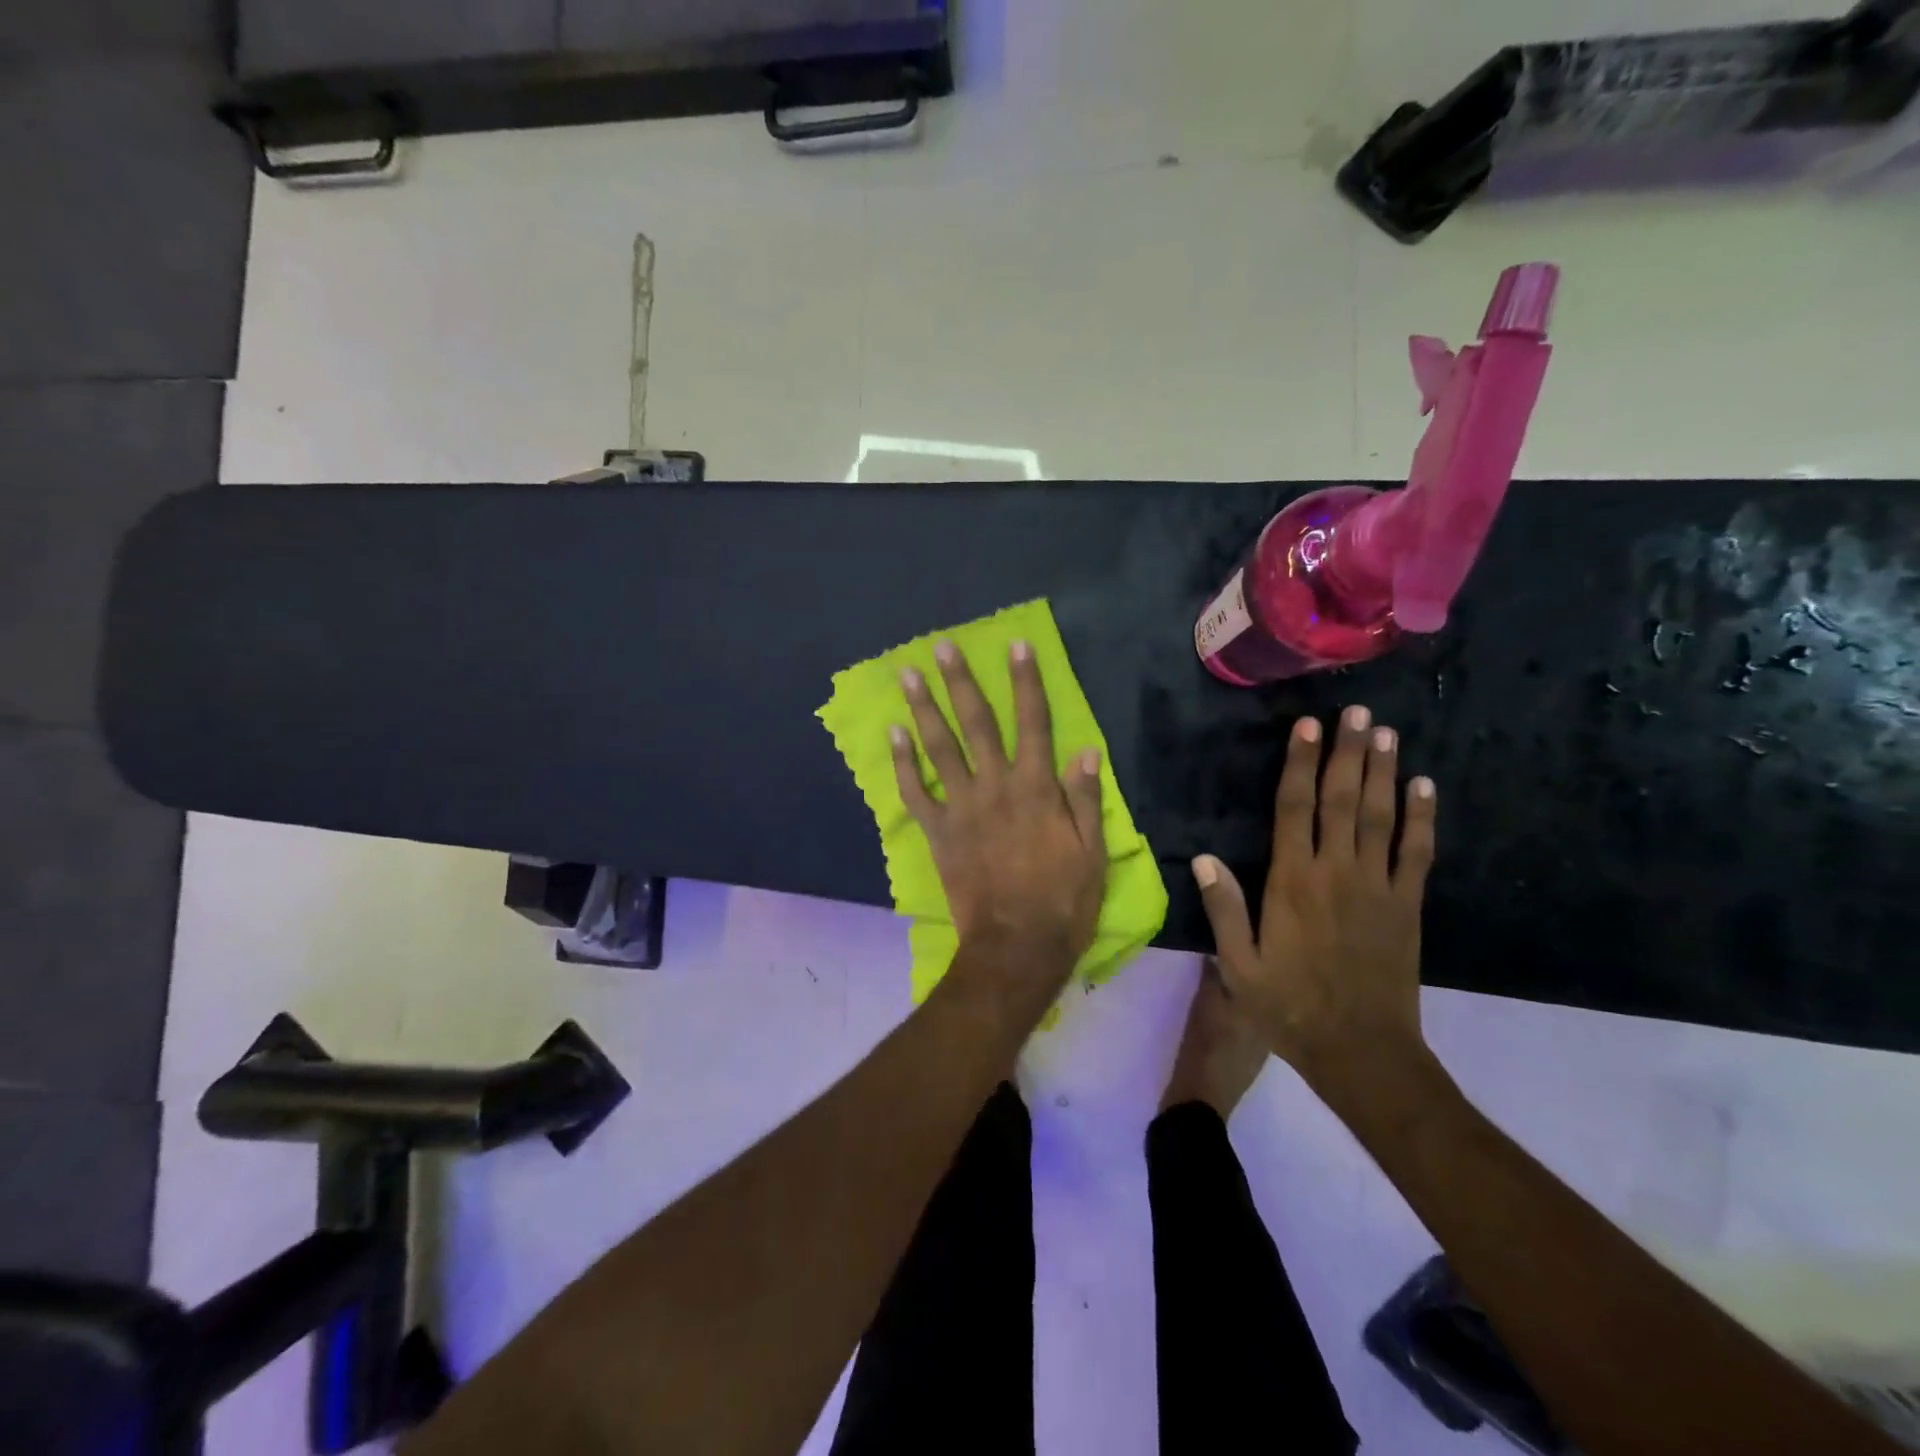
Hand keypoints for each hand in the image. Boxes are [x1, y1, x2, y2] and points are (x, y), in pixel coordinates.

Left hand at [893, 640, 1107, 983]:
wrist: (1016, 946)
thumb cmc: (1063, 901)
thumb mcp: (1091, 852)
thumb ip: (1086, 799)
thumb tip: (1087, 751)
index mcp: (1036, 788)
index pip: (1034, 723)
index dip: (1026, 682)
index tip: (1017, 646)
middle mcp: (996, 787)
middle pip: (976, 724)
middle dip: (961, 682)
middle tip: (943, 647)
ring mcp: (961, 808)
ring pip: (939, 748)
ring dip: (923, 709)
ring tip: (908, 675)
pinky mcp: (937, 832)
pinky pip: (914, 792)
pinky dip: (902, 764)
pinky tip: (892, 734)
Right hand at [1191, 706, 1437, 1100]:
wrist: (1362, 1053)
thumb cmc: (1289, 1009)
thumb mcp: (1239, 967)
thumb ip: (1223, 910)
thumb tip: (1202, 859)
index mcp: (1292, 883)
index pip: (1295, 810)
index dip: (1300, 765)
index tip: (1307, 728)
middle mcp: (1337, 873)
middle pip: (1342, 801)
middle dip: (1348, 753)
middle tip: (1357, 712)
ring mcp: (1379, 888)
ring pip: (1381, 817)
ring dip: (1383, 773)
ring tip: (1386, 733)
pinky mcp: (1408, 907)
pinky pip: (1418, 854)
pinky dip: (1422, 818)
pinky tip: (1424, 788)